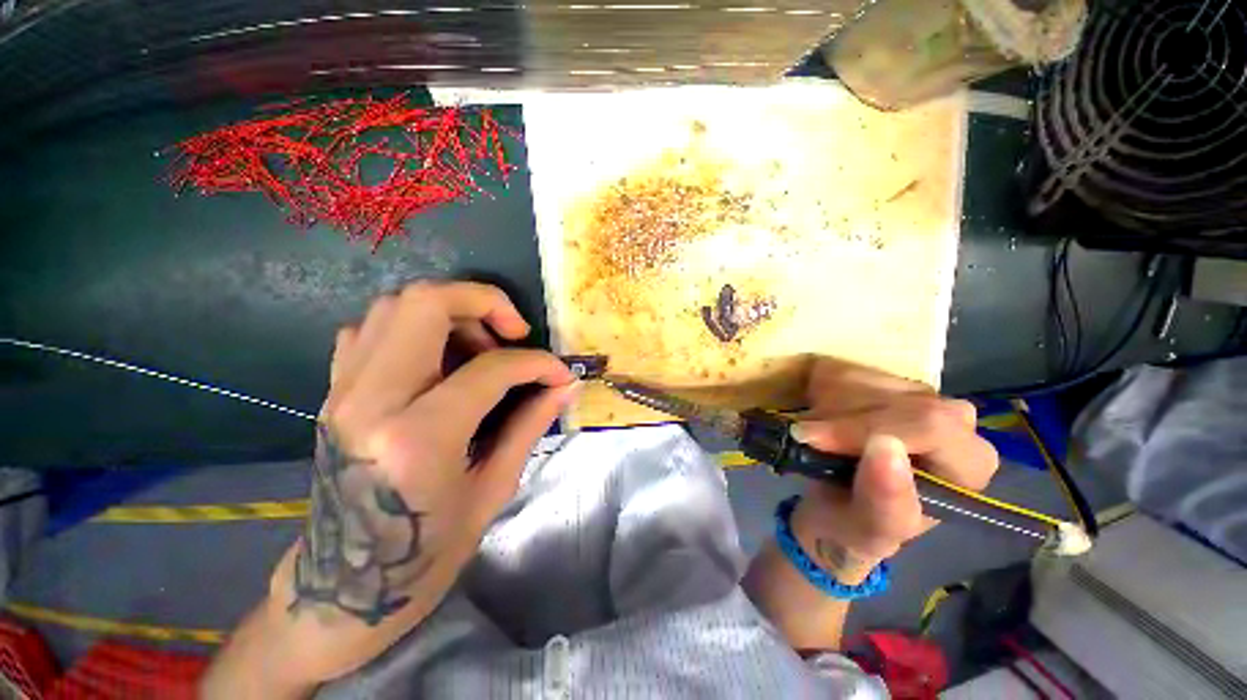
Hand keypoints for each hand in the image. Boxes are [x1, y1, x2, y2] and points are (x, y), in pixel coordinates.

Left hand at [267, 282, 576, 682]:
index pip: (491, 368)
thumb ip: (530, 423)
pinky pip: (373, 328)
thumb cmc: (427, 552)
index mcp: (417, 439)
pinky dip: (416, 327)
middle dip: (484, 301)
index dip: (537, 363)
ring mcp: (343, 391)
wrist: (344, 585)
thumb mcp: (493, 489)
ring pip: (396, 305)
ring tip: (481, 347)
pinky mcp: (334, 390)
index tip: (559, 373)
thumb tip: (566, 385)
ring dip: (452, 312)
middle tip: (514, 332)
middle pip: (425, 303)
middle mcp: (370, 401)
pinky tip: (441, 358)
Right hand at [789, 360, 998, 580]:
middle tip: (805, 436)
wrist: (833, 507)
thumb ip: (886, 501)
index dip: (866, 427)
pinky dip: (821, 388)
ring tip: (810, 433)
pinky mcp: (886, 384)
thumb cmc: (856, 528)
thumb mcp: (868, 531)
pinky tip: (815, 413)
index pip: (930, 425)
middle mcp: (954, 423)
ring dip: (827, 403)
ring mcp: (920, 397)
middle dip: (842, 415)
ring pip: (870, 379)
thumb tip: (885, 448)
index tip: (814, 438)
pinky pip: (849, 370)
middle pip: (900, 397)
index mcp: (968, 464)